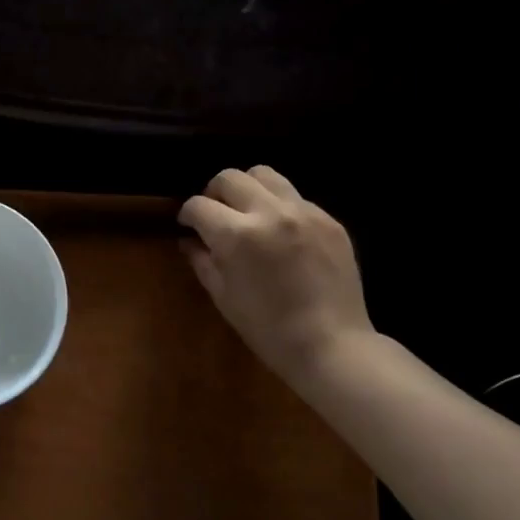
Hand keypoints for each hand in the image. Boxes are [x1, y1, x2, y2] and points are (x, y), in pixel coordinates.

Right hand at [179, 166, 374, 390]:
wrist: (331, 345)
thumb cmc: (267, 329)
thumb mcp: (223, 297)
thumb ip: (203, 261)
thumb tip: (189, 241)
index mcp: (236, 235)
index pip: (199, 205)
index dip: (187, 214)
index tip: (187, 225)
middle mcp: (269, 213)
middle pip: (229, 177)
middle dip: (214, 193)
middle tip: (215, 216)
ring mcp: (303, 212)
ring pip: (265, 174)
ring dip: (248, 188)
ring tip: (248, 213)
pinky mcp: (329, 219)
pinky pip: (295, 197)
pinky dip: (279, 206)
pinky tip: (281, 233)